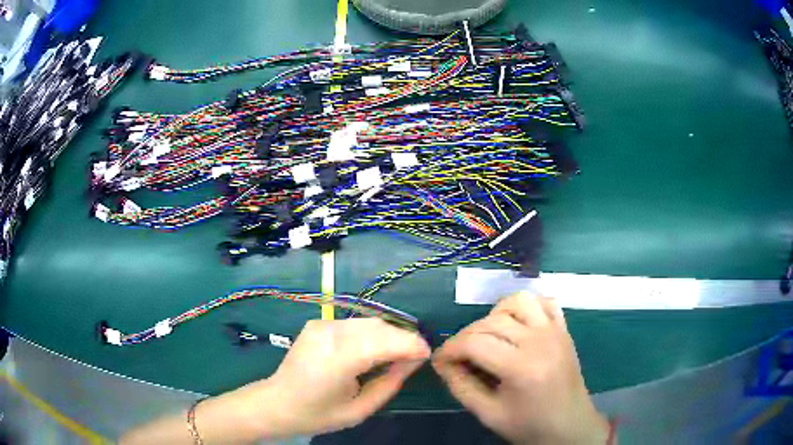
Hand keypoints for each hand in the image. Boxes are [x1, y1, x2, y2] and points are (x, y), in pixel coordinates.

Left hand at [226, 318, 429, 438]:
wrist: (277, 402)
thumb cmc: (318, 413)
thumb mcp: (360, 409)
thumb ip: (390, 383)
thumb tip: (413, 360)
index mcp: (337, 361)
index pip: (384, 342)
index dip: (411, 344)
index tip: (427, 354)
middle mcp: (329, 334)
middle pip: (379, 326)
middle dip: (404, 337)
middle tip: (416, 356)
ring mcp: (321, 325)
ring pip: (369, 321)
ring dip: (389, 334)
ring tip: (399, 353)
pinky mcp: (318, 323)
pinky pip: (356, 324)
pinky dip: (373, 333)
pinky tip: (375, 349)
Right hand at [432, 292, 609, 444]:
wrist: (569, 425)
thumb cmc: (528, 424)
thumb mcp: (488, 414)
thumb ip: (461, 387)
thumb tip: (443, 363)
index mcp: (521, 367)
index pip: (475, 342)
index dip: (450, 349)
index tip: (440, 361)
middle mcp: (540, 341)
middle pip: (491, 321)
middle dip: (466, 336)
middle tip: (459, 356)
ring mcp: (555, 331)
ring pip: (518, 301)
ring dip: (496, 314)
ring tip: (490, 336)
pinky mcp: (564, 329)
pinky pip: (544, 301)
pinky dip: (526, 307)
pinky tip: (517, 325)